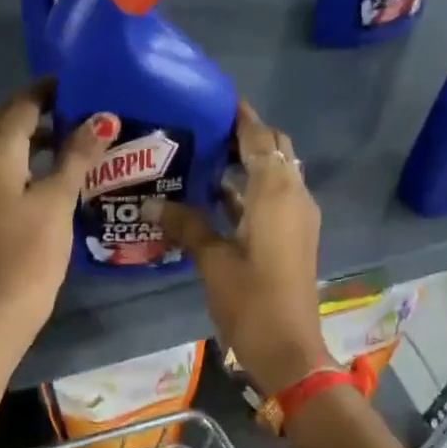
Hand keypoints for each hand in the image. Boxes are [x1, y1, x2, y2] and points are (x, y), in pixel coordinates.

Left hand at [0, 84, 113, 328]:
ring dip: (36, 135)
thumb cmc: (32, 247)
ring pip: (8, 147)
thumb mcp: (58, 197)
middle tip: (73, 104)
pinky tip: (62, 170)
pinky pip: (12, 169)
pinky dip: (33, 160)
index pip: (20, 106)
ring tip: (75, 133)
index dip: (45, 90)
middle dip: (35, 108)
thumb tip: (102, 119)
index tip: (75, 81)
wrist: (6, 301)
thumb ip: (78, 155)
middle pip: (6, 122)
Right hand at [157, 103, 330, 394]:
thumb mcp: (212, 260)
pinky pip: (272, 199)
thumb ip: (185, 224)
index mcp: (277, 192)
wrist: (287, 348)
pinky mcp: (292, 238)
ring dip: (246, 165)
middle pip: (274, 151)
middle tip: (202, 131)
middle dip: (245, 137)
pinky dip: (250, 191)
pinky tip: (214, 198)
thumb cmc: (250, 299)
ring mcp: (297, 219)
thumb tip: (150, 204)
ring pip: (274, 176)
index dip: (240, 116)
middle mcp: (294, 196)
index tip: (213, 99)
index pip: (260, 138)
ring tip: (202, 159)